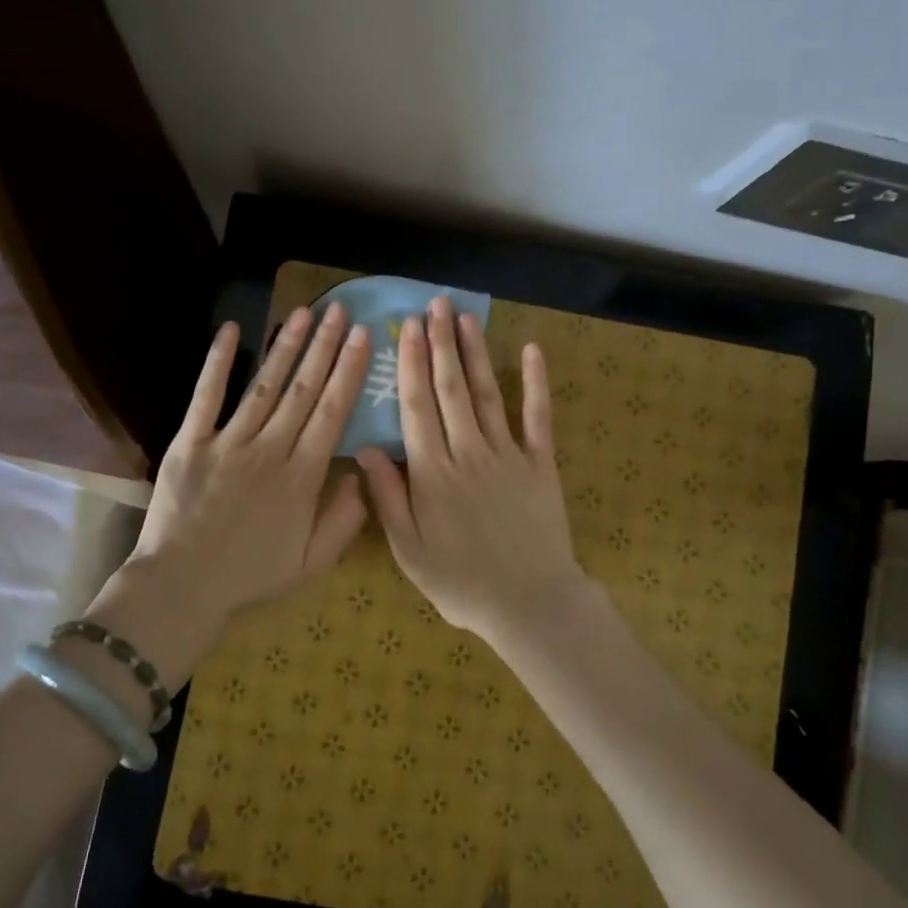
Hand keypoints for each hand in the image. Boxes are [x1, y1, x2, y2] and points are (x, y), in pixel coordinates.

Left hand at [97, 304, 371, 679]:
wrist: (182, 587)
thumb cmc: (250, 577)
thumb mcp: (312, 563)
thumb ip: (344, 519)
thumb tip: (360, 473)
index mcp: (302, 478)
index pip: (333, 413)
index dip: (349, 371)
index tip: (362, 338)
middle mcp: (270, 450)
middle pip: (304, 390)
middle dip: (324, 347)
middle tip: (340, 311)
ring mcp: (228, 443)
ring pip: (264, 385)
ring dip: (286, 346)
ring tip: (304, 313)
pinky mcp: (191, 442)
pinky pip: (206, 396)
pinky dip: (219, 362)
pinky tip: (232, 330)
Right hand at [356, 296, 591, 647]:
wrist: (530, 602)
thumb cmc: (462, 582)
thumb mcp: (410, 551)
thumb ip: (388, 498)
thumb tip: (366, 449)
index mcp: (433, 473)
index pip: (416, 407)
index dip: (410, 364)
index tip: (406, 328)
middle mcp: (469, 453)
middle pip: (451, 389)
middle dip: (440, 344)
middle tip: (435, 306)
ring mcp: (508, 454)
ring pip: (488, 394)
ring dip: (475, 354)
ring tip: (465, 318)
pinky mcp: (540, 463)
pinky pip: (538, 416)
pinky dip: (536, 382)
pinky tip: (531, 351)